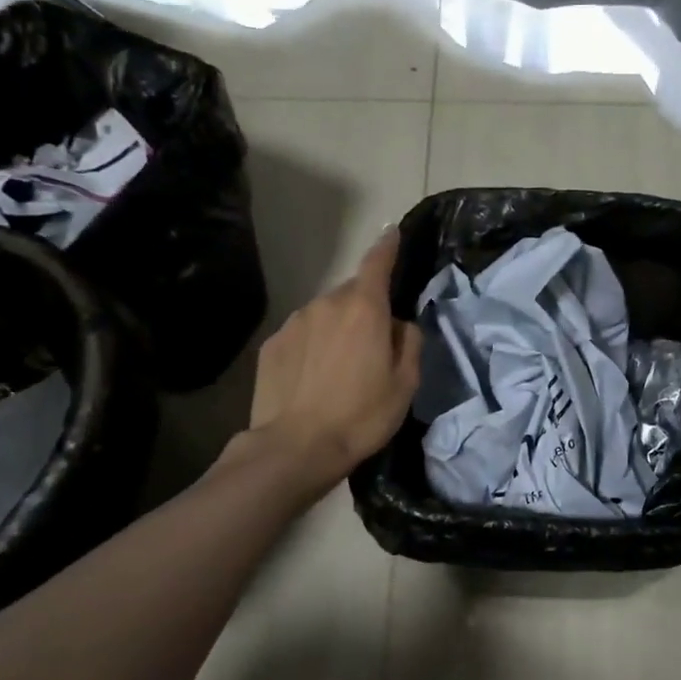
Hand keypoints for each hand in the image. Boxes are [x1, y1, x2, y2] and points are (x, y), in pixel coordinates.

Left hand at [225, 228, 421, 498]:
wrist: (296, 447)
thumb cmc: (362, 415)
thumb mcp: (405, 384)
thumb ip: (409, 342)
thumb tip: (399, 324)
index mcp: (364, 309)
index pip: (377, 263)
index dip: (387, 246)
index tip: (392, 232)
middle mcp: (326, 304)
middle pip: (351, 293)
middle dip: (365, 308)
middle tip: (374, 344)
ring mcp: (294, 323)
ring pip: (324, 315)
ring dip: (337, 329)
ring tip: (342, 368)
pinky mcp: (271, 346)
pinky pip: (302, 335)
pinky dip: (313, 346)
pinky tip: (314, 378)